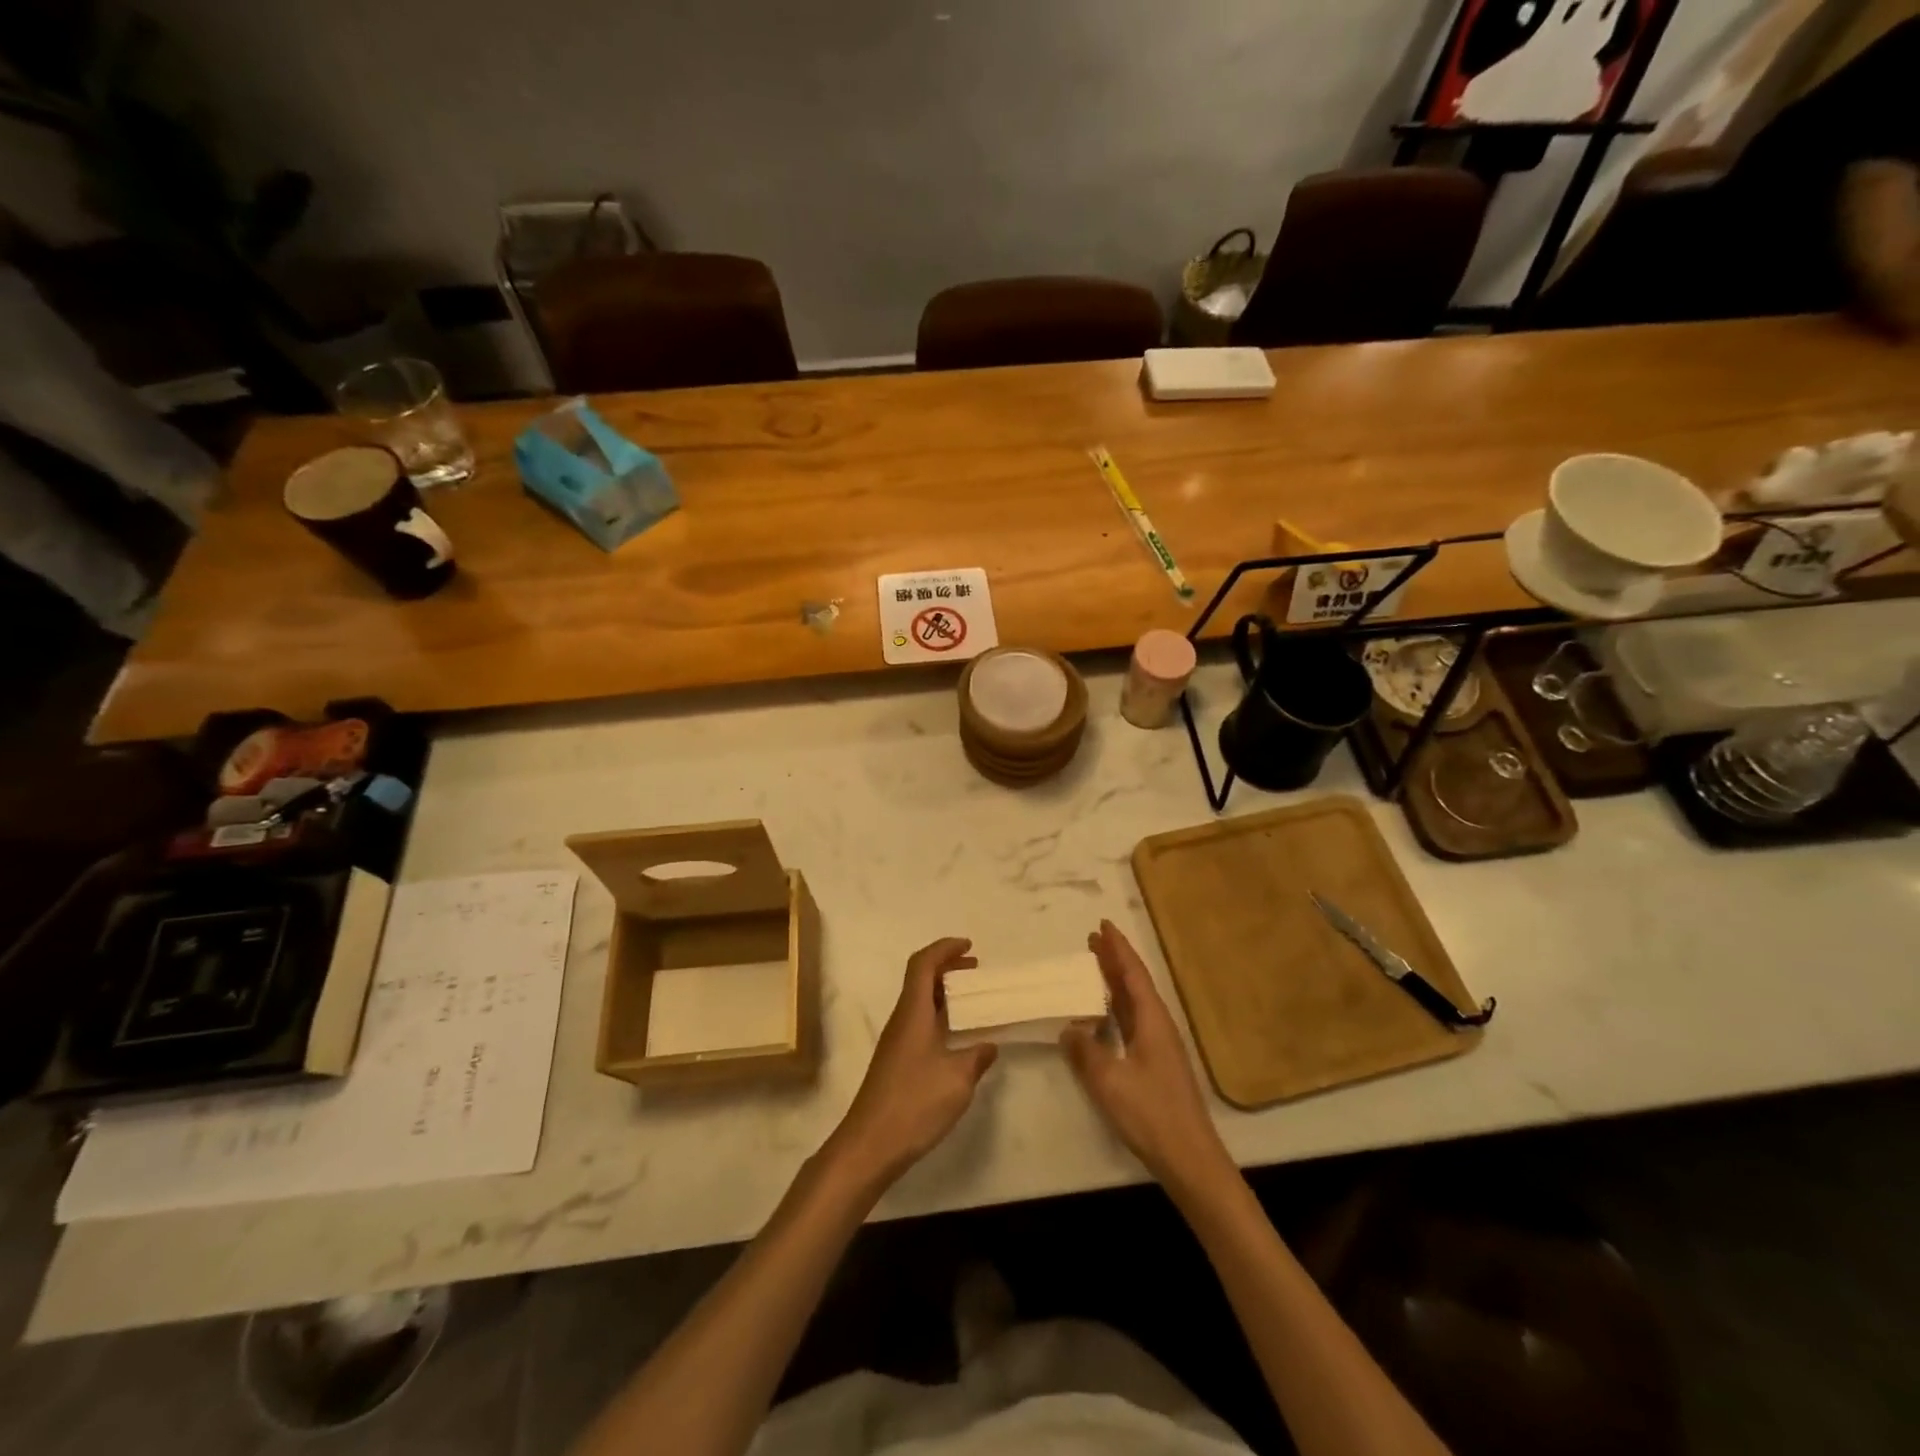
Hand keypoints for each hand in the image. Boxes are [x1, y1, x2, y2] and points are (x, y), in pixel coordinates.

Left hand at [828, 938, 998, 1186]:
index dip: (944, 949)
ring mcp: (896, 1042)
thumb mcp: (957, 1079)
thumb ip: (976, 1057)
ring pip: (919, 1002)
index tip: (969, 947)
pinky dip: (939, 1017)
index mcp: (913, 1012)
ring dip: (944, 994)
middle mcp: (901, 1020)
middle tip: (976, 971)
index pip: (923, 964)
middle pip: (920, 979)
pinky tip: (957, 1037)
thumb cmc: (914, 1103)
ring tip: (972, 1001)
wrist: (870, 1145)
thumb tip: (989, 1045)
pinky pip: (919, 1023)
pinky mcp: (896, 1062)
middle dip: (947, 968)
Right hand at [1061, 921, 1231, 1191]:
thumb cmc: (1151, 1114)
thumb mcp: (1109, 1081)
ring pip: (1134, 1003)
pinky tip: (1101, 1017)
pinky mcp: (1156, 1065)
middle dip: (1114, 960)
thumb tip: (1069, 1028)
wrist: (1190, 1159)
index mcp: (1152, 1021)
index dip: (1118, 949)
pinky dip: (1115, 1009)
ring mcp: (1159, 1047)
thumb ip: (1086, 1051)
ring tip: (1093, 968)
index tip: (1103, 925)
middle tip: (1092, 940)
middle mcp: (1158, 1026)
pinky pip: (1132, 1023)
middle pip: (1135, 984)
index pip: (1133, 974)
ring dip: (1114, 983)